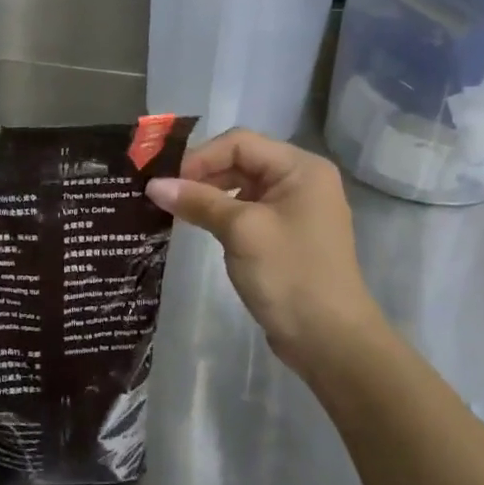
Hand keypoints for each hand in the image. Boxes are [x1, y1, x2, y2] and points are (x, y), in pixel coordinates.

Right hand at [148, 130, 391, 382]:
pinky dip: (221, 213)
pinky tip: (198, 225)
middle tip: (164, 195)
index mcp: (301, 168)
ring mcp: (294, 209)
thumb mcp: (241, 231)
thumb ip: (198, 201)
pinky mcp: (285, 235)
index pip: (240, 144)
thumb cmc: (290, 274)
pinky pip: (247, 211)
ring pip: (241, 187)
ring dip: (208, 195)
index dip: (200, 157)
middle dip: (202, 175)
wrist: (329, 340)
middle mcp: (301, 180)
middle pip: (241, 162)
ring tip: (174, 210)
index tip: (166, 181)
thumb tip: (153, 185)